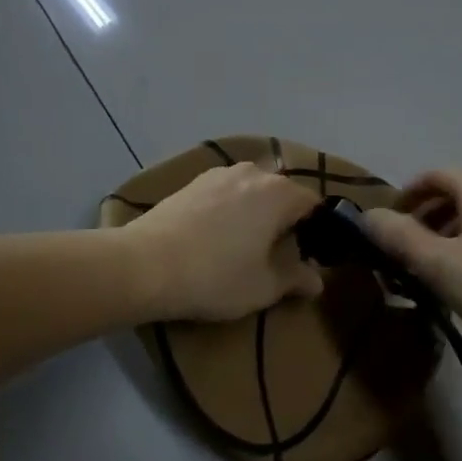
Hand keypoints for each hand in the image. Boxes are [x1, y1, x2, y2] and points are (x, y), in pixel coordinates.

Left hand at [123, 163, 324, 322]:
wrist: (144, 265)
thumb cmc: (215, 276)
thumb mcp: (263, 287)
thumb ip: (295, 279)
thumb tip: (317, 281)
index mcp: (279, 193)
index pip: (312, 203)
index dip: (316, 228)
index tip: (308, 254)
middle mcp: (253, 173)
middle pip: (281, 192)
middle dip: (284, 218)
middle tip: (276, 253)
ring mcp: (218, 173)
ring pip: (250, 190)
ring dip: (254, 211)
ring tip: (243, 243)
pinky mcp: (190, 182)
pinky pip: (223, 192)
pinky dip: (227, 209)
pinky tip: (215, 235)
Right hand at [363, 170, 461, 353]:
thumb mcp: (439, 265)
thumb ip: (399, 237)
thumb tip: (368, 215)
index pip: (433, 175)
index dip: (406, 196)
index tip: (388, 226)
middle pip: (454, 193)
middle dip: (425, 217)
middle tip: (406, 251)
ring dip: (447, 233)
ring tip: (434, 268)